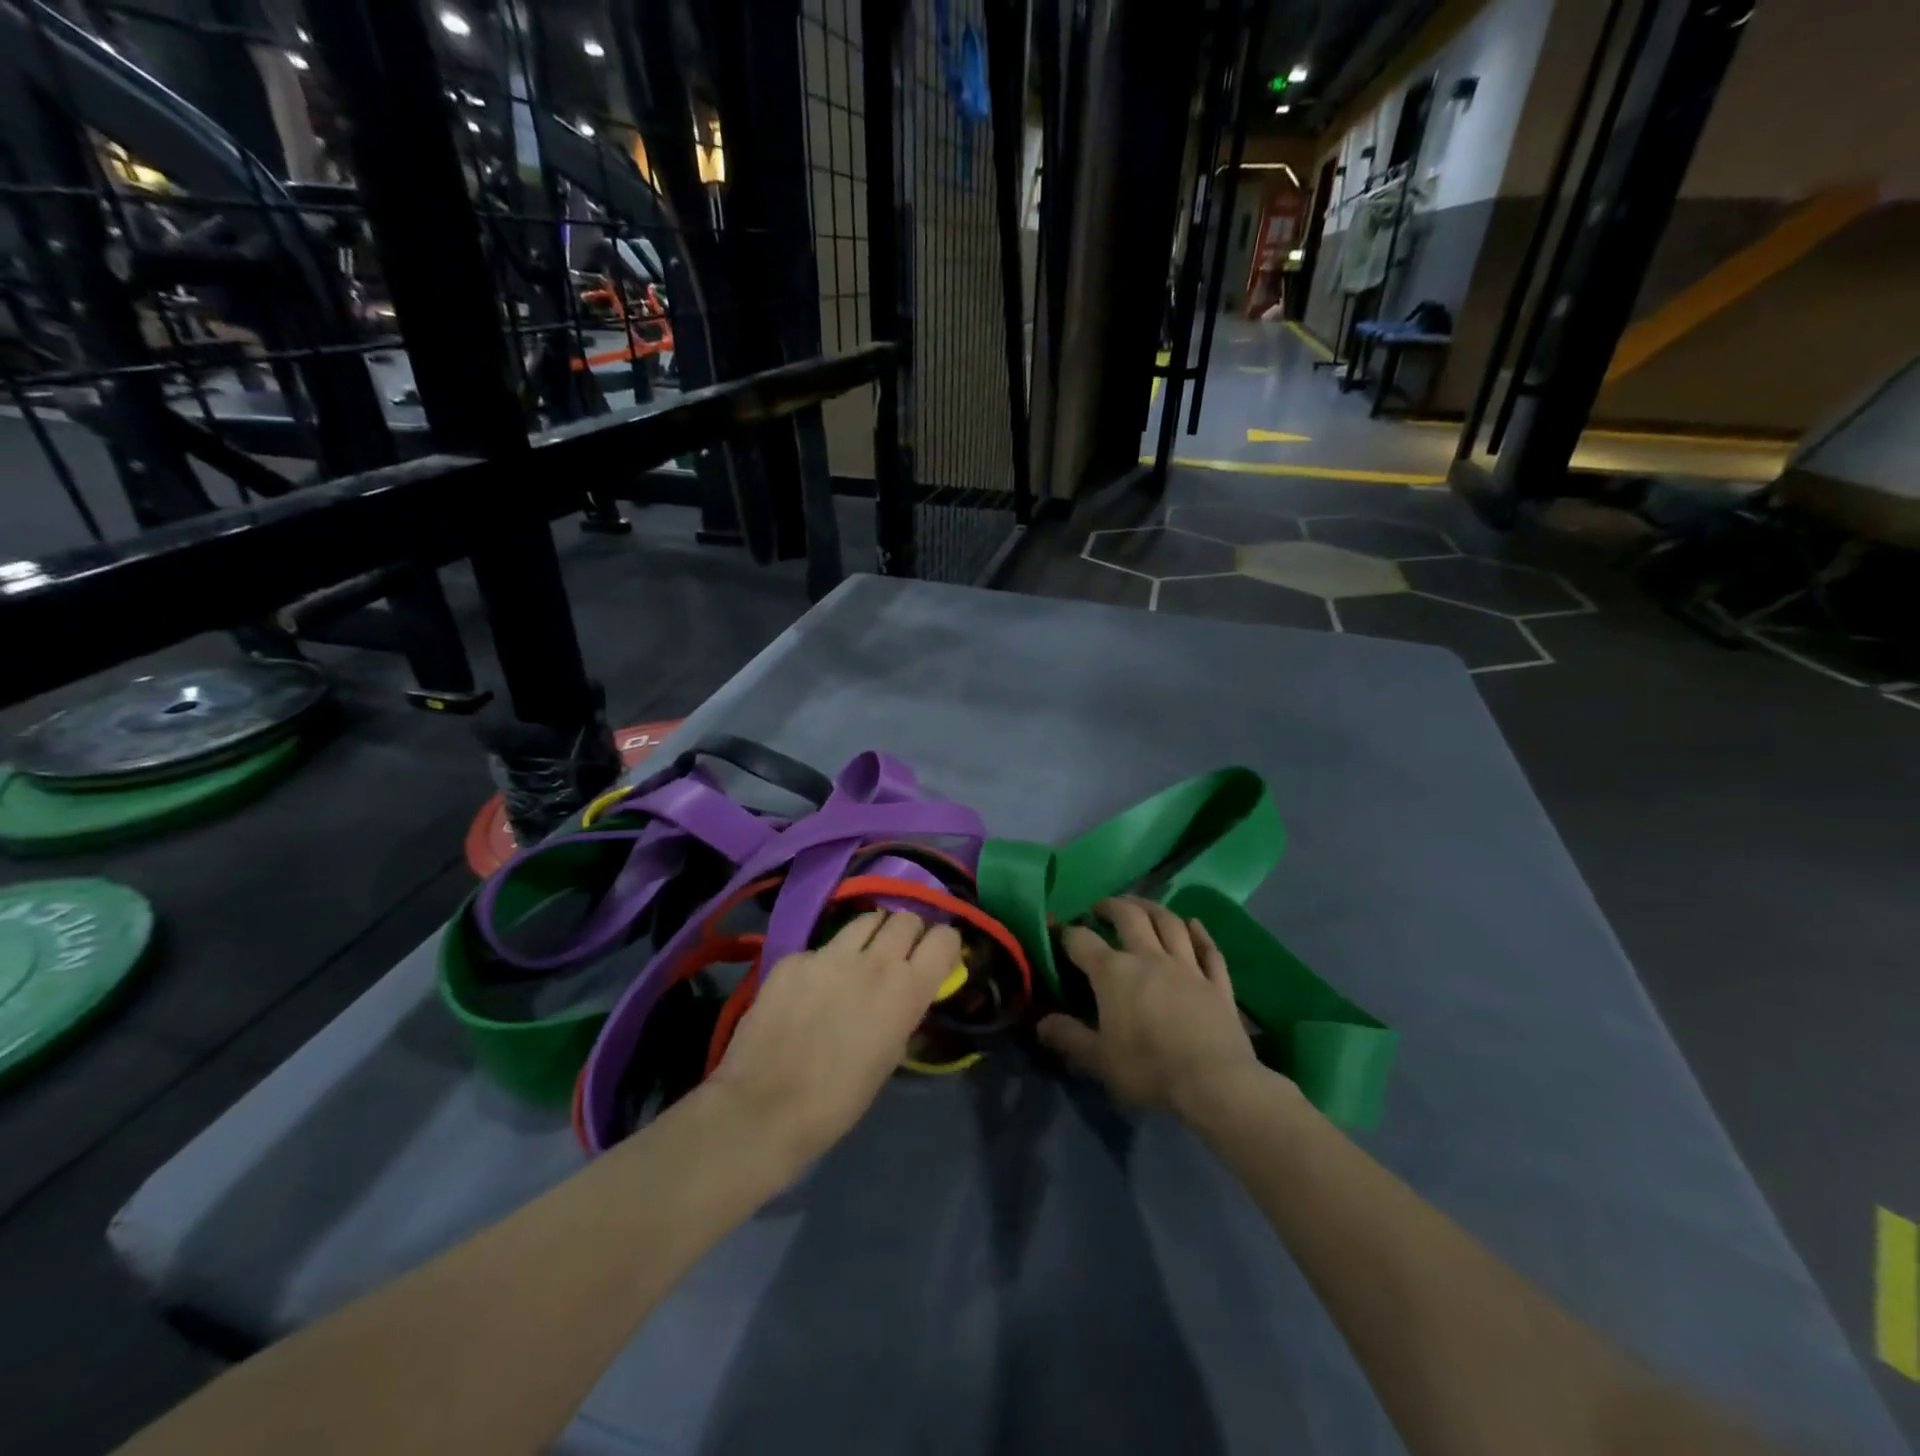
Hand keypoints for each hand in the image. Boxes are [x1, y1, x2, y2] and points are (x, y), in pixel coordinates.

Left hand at [707, 910, 961, 1162]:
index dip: (944, 945)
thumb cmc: (838, 1101)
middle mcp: (875, 961)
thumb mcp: (889, 1057)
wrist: (764, 1109)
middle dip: (908, 933)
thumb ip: (903, 1014)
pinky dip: (824, 962)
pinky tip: (810, 989)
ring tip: (859, 959)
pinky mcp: (794, 958)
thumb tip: (906, 996)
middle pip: (905, 918)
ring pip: (865, 920)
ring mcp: (830, 954)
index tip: (938, 957)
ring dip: (871, 935)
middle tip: (898, 955)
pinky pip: (820, 948)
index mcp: (906, 990)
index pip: (944, 938)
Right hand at [1037, 897, 1262, 1116]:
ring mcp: (1187, 966)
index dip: (1068, 934)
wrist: (1214, 1082)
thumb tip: (1041, 1023)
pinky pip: (1208, 949)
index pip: (1082, 941)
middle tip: (1101, 908)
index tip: (1060, 935)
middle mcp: (1149, 957)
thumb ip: (1069, 1037)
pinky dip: (1200, 933)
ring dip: (1153, 908)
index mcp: (1113, 972)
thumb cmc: (1149, 1069)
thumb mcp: (1099, 1060)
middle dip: (1112, 906)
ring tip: (1141, 906)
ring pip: (1169, 923)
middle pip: (1130, 916)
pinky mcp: (1217, 983)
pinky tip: (1194, 924)